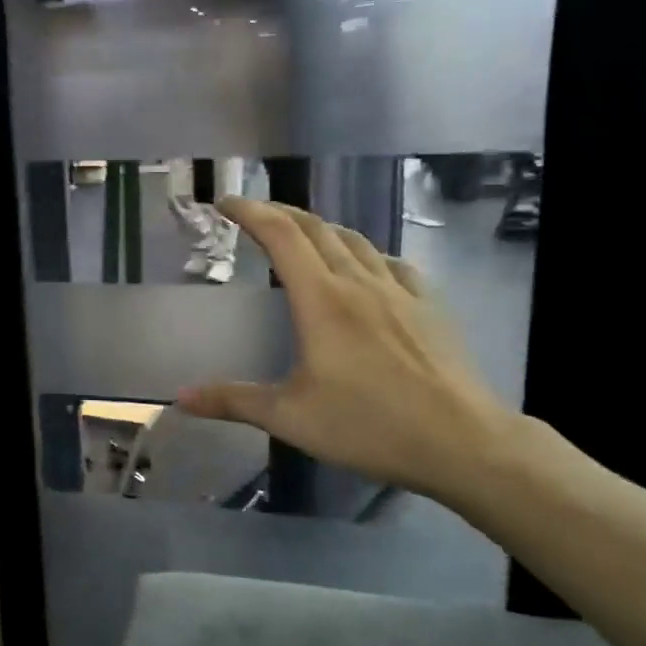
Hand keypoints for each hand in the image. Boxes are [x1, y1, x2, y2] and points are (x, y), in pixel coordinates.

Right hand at [178, 197, 520, 508]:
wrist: (464, 443)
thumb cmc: (370, 426)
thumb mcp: (291, 418)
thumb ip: (234, 401)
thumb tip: (181, 398)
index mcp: (322, 300)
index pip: (281, 236)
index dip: (251, 212)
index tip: (226, 202)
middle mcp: (359, 283)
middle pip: (316, 228)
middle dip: (280, 212)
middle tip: (254, 214)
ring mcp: (400, 291)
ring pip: (354, 240)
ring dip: (321, 228)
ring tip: (301, 235)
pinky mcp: (429, 306)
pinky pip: (390, 263)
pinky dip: (364, 254)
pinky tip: (365, 269)